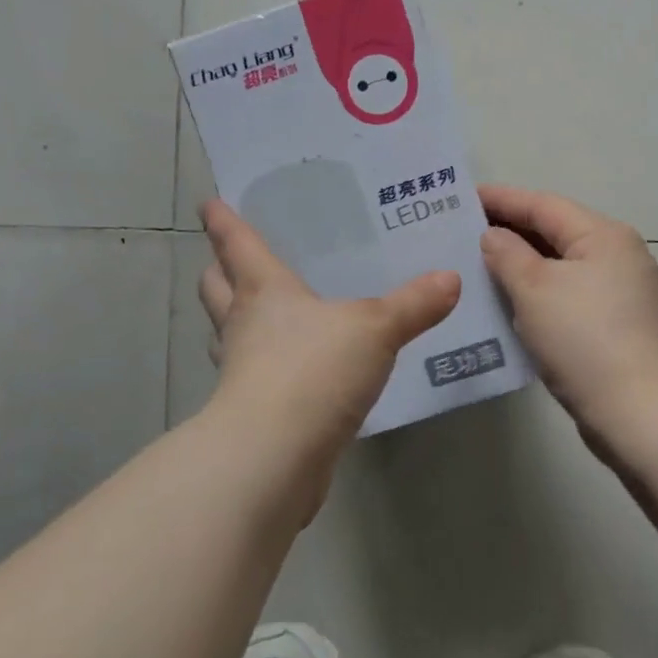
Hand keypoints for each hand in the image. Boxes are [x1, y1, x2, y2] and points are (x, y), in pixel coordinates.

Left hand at [198, 200, 460, 446]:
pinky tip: (291, 370)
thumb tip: (450, 278)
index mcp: (264, 291)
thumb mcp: (375, 329)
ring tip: (258, 313)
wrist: (276, 455)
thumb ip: (412, 304)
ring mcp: (240, 371)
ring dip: (234, 320)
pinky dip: (263, 366)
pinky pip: (251, 375)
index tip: (208, 202)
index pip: (237, 244)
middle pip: (216, 288)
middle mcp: (243, 324)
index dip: (222, 221)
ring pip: (226, 333)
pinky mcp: (250, 412)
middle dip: (218, 271)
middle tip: (229, 258)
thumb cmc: (314, 369)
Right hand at [479, 186, 657, 442]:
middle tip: (462, 232)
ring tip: (477, 265)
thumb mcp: (535, 289)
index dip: (501, 199)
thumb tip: (493, 236)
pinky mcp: (617, 326)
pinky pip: (568, 295)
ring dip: (522, 264)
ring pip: (561, 266)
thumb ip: (507, 254)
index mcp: (603, 235)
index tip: (461, 197)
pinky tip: (509, 303)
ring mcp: (622, 292)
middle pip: (555, 232)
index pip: (543, 205)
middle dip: (510, 231)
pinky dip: (538, 292)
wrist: (639, 413)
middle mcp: (619, 255)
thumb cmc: (583, 338)